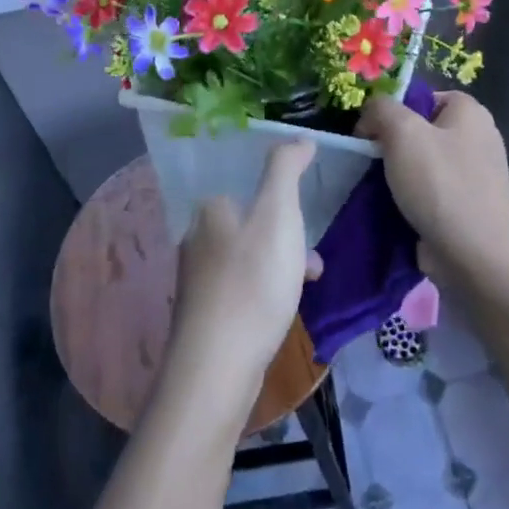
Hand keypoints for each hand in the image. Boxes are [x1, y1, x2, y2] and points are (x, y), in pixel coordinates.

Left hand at [167, 141, 323, 407]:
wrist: (217, 370)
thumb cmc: (252, 283)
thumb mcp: (277, 215)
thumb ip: (286, 170)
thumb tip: (299, 138)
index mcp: (208, 210)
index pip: (246, 185)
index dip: (281, 197)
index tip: (306, 216)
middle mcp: (196, 239)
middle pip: (251, 222)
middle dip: (287, 235)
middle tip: (312, 258)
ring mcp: (197, 281)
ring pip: (249, 257)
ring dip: (281, 264)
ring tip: (307, 284)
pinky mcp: (204, 316)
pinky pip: (243, 288)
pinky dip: (266, 291)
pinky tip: (282, 311)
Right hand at [358, 91, 508, 288]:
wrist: (477, 257)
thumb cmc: (441, 184)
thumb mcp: (402, 131)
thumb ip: (380, 110)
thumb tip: (370, 119)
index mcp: (470, 113)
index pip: (423, 98)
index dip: (393, 110)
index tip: (369, 133)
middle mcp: (477, 139)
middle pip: (421, 132)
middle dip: (391, 146)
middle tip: (367, 161)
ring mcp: (473, 177)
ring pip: (421, 166)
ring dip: (396, 176)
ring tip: (373, 188)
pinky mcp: (465, 209)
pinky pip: (428, 195)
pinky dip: (409, 201)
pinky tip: (389, 211)